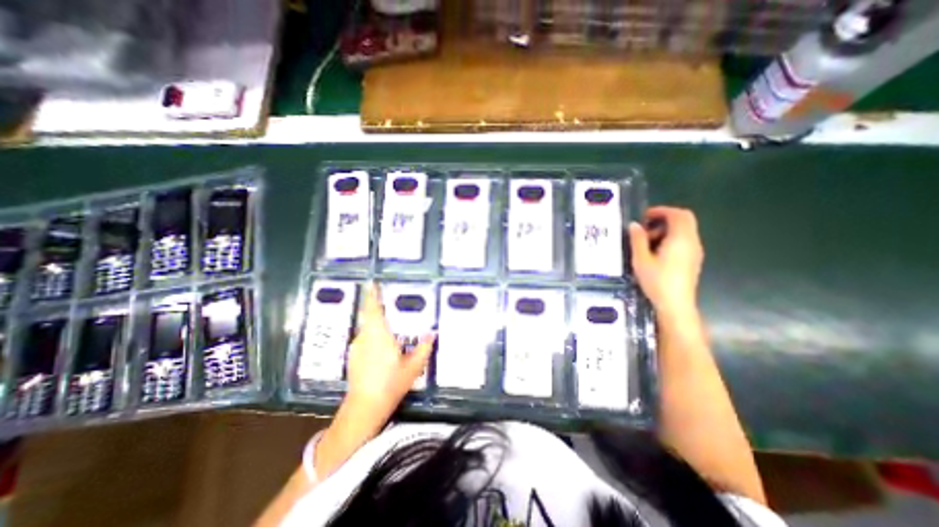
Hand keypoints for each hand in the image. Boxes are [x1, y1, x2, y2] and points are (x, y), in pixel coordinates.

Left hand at [343, 286, 436, 417]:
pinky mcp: (353, 356)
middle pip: (368, 316)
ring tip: (387, 326)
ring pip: (366, 328)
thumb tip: (432, 333)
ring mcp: (357, 347)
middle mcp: (365, 337)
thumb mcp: (413, 367)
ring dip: (375, 322)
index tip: (373, 283)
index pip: (373, 310)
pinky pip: (364, 338)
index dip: (373, 295)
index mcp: (379, 335)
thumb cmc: (391, 384)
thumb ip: (424, 348)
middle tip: (384, 301)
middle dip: (375, 306)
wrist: (365, 407)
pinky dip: (372, 335)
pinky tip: (381, 346)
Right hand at [630, 209, 703, 318]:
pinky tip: (656, 253)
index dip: (662, 210)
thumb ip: (638, 240)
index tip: (645, 216)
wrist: (676, 305)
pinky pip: (684, 241)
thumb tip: (634, 225)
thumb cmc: (657, 281)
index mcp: (681, 239)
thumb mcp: (641, 259)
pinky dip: (671, 239)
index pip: (678, 214)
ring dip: (666, 230)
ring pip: (684, 231)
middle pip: (684, 220)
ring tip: (647, 242)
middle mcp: (692, 242)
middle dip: (664, 219)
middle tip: (645, 227)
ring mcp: (695, 252)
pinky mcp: (693, 260)